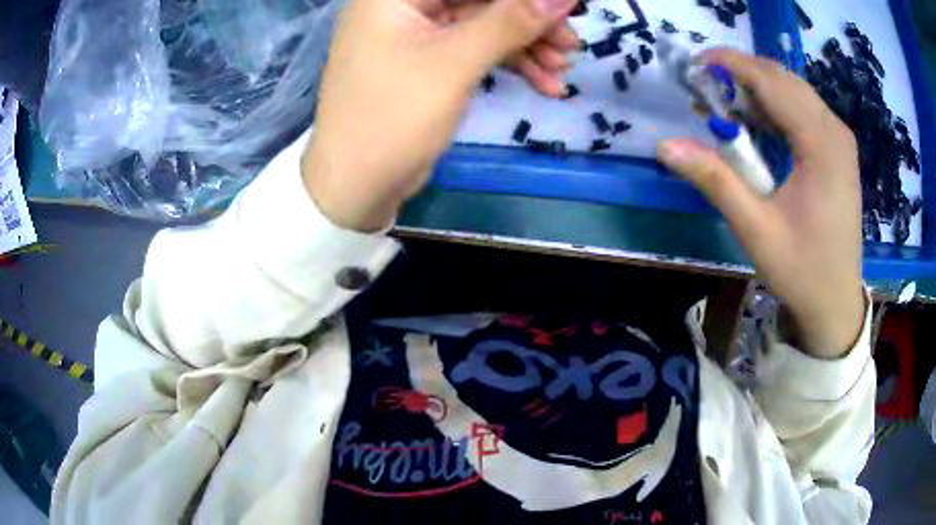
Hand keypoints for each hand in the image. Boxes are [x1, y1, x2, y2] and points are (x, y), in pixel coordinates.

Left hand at [303, 0, 578, 231]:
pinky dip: (509, 63)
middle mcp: (403, 5)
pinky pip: (475, 49)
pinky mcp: (427, 61)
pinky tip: (544, 83)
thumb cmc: (393, 118)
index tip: (564, 6)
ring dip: (526, 44)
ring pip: (483, 24)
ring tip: (563, 69)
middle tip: (571, 43)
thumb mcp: (455, 63)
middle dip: (529, 21)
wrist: (355, 186)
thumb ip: (511, 21)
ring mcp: (415, 33)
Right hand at [657, 49, 863, 358]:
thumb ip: (715, 179)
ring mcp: (839, 140)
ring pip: (794, 91)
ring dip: (758, 90)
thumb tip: (665, 145)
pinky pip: (803, 111)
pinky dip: (776, 108)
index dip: (731, 65)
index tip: (695, 63)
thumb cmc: (802, 271)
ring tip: (725, 105)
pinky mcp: (838, 150)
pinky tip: (756, 123)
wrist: (836, 302)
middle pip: (783, 80)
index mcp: (822, 145)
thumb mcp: (756, 229)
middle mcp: (835, 131)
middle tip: (706, 88)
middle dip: (742, 75)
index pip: (772, 82)